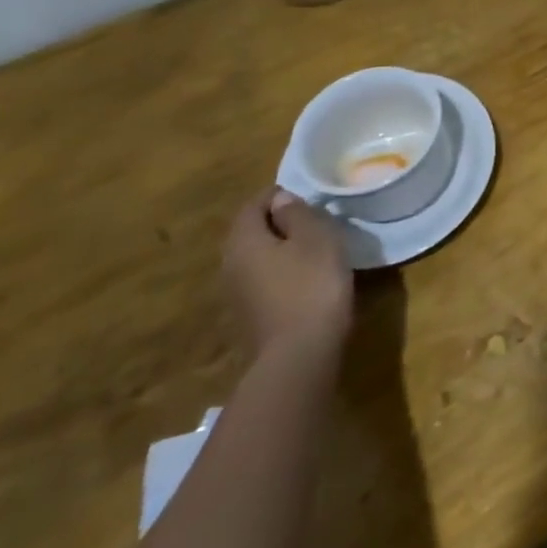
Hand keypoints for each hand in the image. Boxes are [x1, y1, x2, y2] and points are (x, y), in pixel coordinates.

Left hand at [222, 188, 353, 361]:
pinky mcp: (250, 315)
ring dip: (279, 247)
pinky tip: (305, 276)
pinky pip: (263, 279)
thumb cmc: (312, 285)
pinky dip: (281, 270)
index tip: (305, 193)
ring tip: (312, 245)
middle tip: (311, 217)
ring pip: (256, 257)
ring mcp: (237, 294)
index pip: (253, 205)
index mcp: (244, 241)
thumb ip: (297, 214)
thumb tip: (281, 200)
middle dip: (276, 221)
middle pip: (250, 231)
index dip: (276, 194)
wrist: (299, 354)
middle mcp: (230, 265)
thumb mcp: (316, 239)